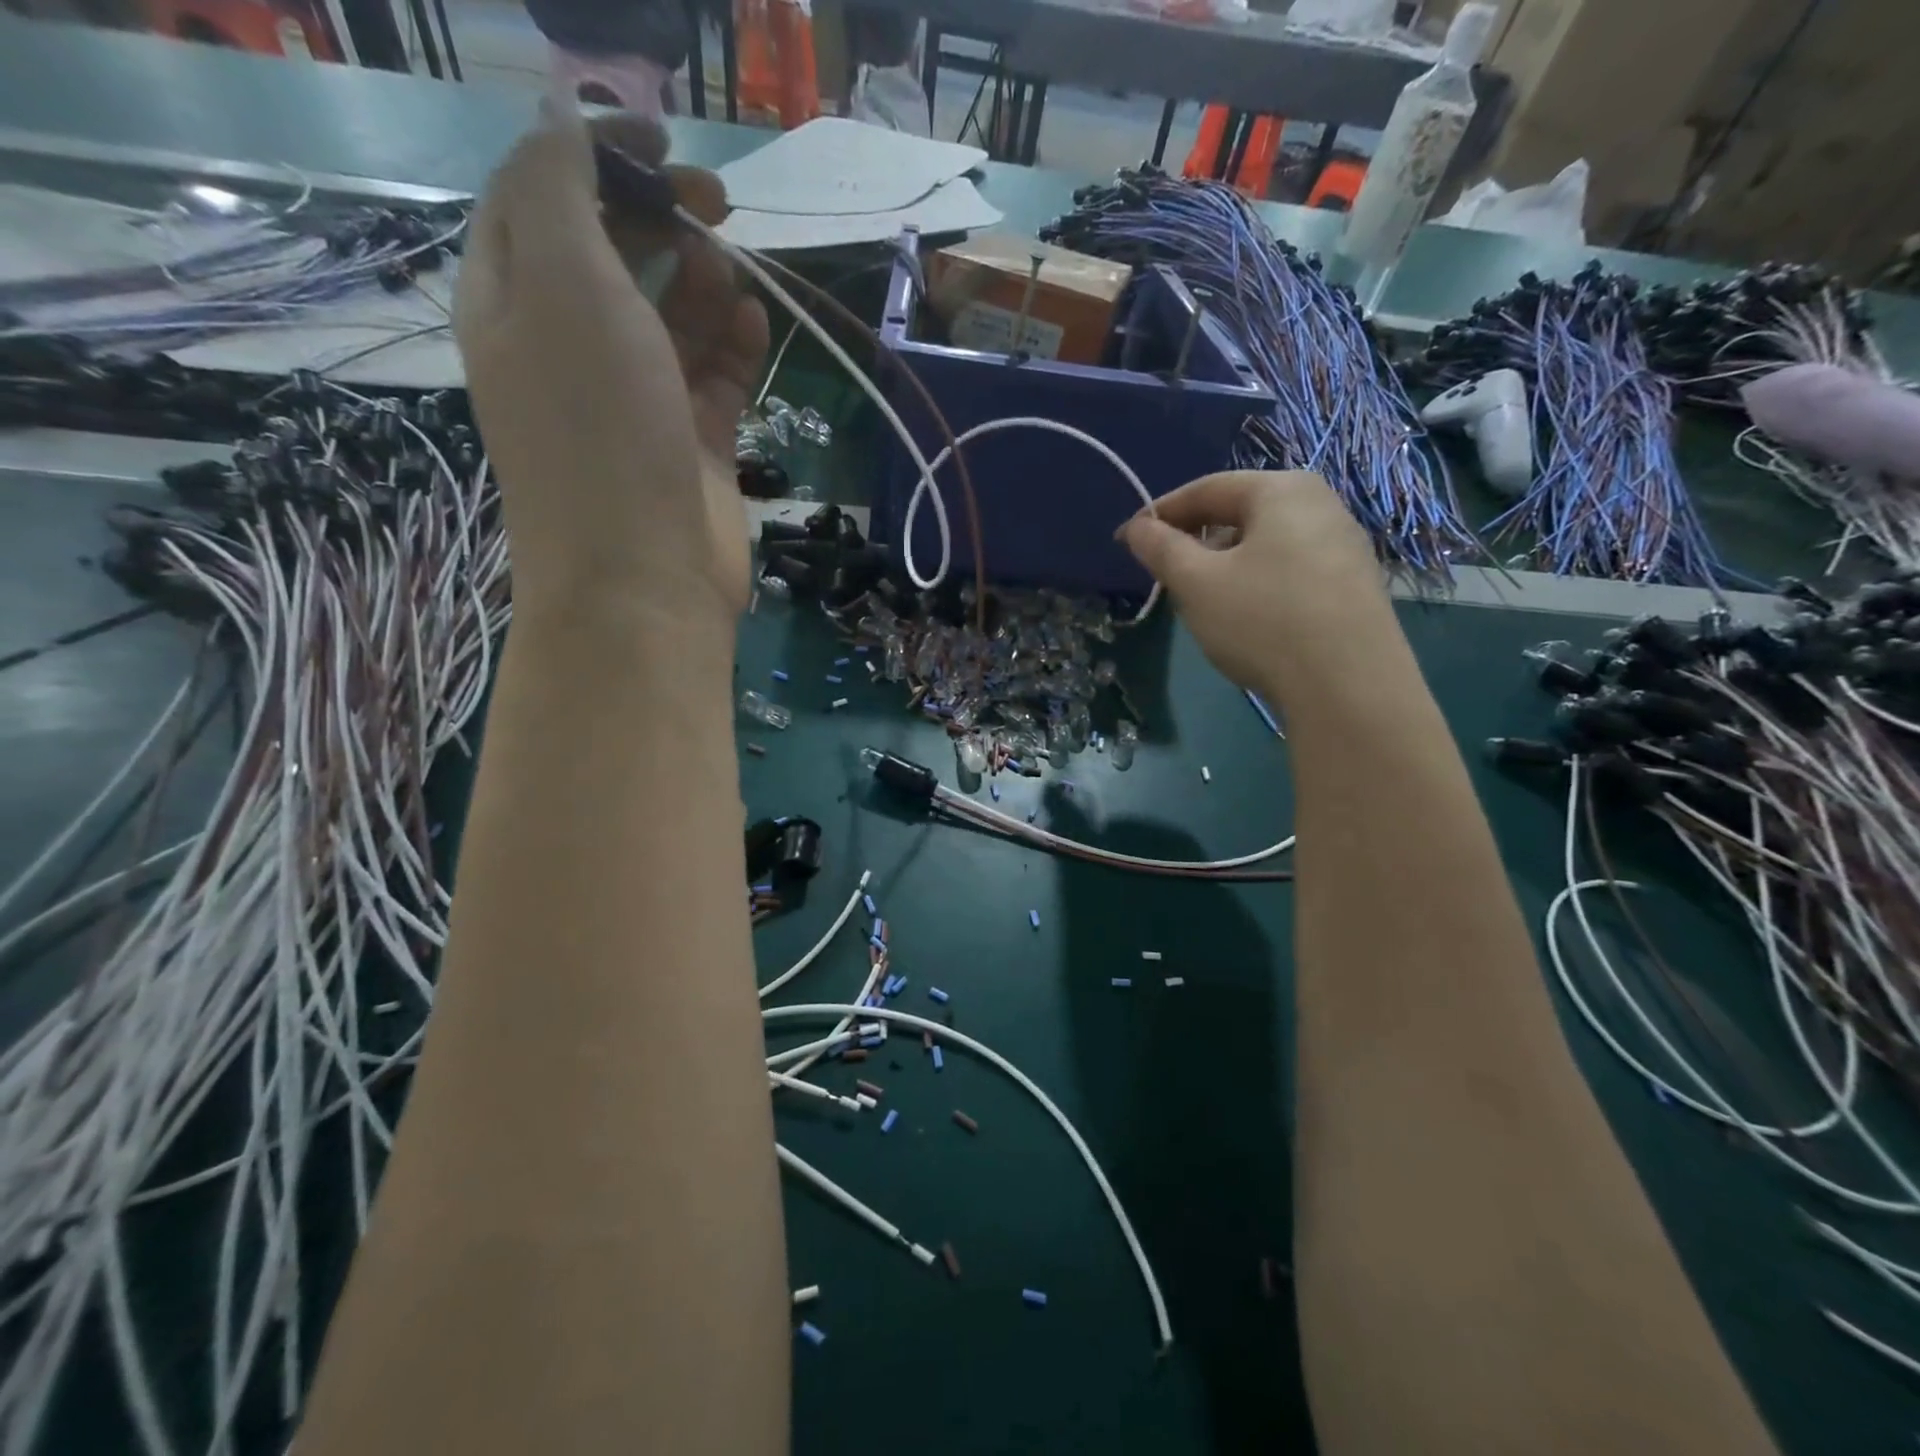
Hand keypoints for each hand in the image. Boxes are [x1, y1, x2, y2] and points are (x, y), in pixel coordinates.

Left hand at [455, 106, 768, 631]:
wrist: (642, 577)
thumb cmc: (597, 427)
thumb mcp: (565, 285)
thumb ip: (561, 191)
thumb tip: (566, 121)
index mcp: (515, 303)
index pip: (542, 197)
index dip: (597, 153)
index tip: (666, 143)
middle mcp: (571, 347)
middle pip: (615, 254)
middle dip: (661, 217)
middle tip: (716, 209)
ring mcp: (637, 400)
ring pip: (673, 317)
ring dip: (704, 283)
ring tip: (731, 275)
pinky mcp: (691, 443)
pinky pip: (716, 377)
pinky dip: (736, 346)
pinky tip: (756, 328)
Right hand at [1118, 471, 1399, 704]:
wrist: (1348, 686)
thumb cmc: (1262, 620)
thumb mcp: (1196, 583)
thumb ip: (1160, 548)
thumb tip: (1137, 527)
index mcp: (1282, 489)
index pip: (1206, 489)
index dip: (1159, 513)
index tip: (1126, 540)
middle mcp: (1321, 504)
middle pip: (1239, 513)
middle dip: (1194, 539)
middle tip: (1164, 573)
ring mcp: (1344, 544)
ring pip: (1264, 543)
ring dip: (1224, 564)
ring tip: (1201, 600)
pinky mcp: (1354, 584)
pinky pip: (1289, 568)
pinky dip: (1256, 582)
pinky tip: (1246, 618)